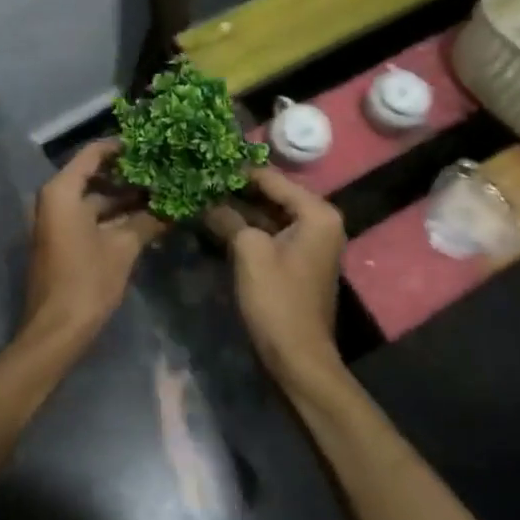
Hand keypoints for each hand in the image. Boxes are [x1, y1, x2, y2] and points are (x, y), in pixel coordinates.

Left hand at [21, 140, 164, 356]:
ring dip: (125, 199)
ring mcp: (57, 221)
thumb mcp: (123, 248)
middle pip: (94, 176)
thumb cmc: (86, 281)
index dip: (121, 147)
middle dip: (129, 176)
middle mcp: (55, 199)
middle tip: (163, 170)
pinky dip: (115, 217)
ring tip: (162, 193)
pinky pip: (90, 217)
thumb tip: (176, 205)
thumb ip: (148, 221)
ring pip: (95, 200)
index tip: (151, 144)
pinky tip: (147, 218)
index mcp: (63, 192)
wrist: (56, 330)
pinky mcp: (63, 240)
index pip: (93, 154)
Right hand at [204, 166, 346, 386]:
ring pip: (268, 214)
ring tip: (202, 195)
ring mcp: (309, 242)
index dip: (238, 171)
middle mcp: (319, 221)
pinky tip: (216, 221)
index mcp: (316, 213)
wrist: (298, 357)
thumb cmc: (277, 299)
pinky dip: (246, 227)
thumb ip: (229, 217)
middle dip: (237, 189)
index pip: (272, 178)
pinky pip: (270, 233)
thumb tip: (206, 200)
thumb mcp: (249, 251)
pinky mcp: (297, 260)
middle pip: (272, 194)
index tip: (205, 162)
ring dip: (239, 208)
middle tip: (200, 179)